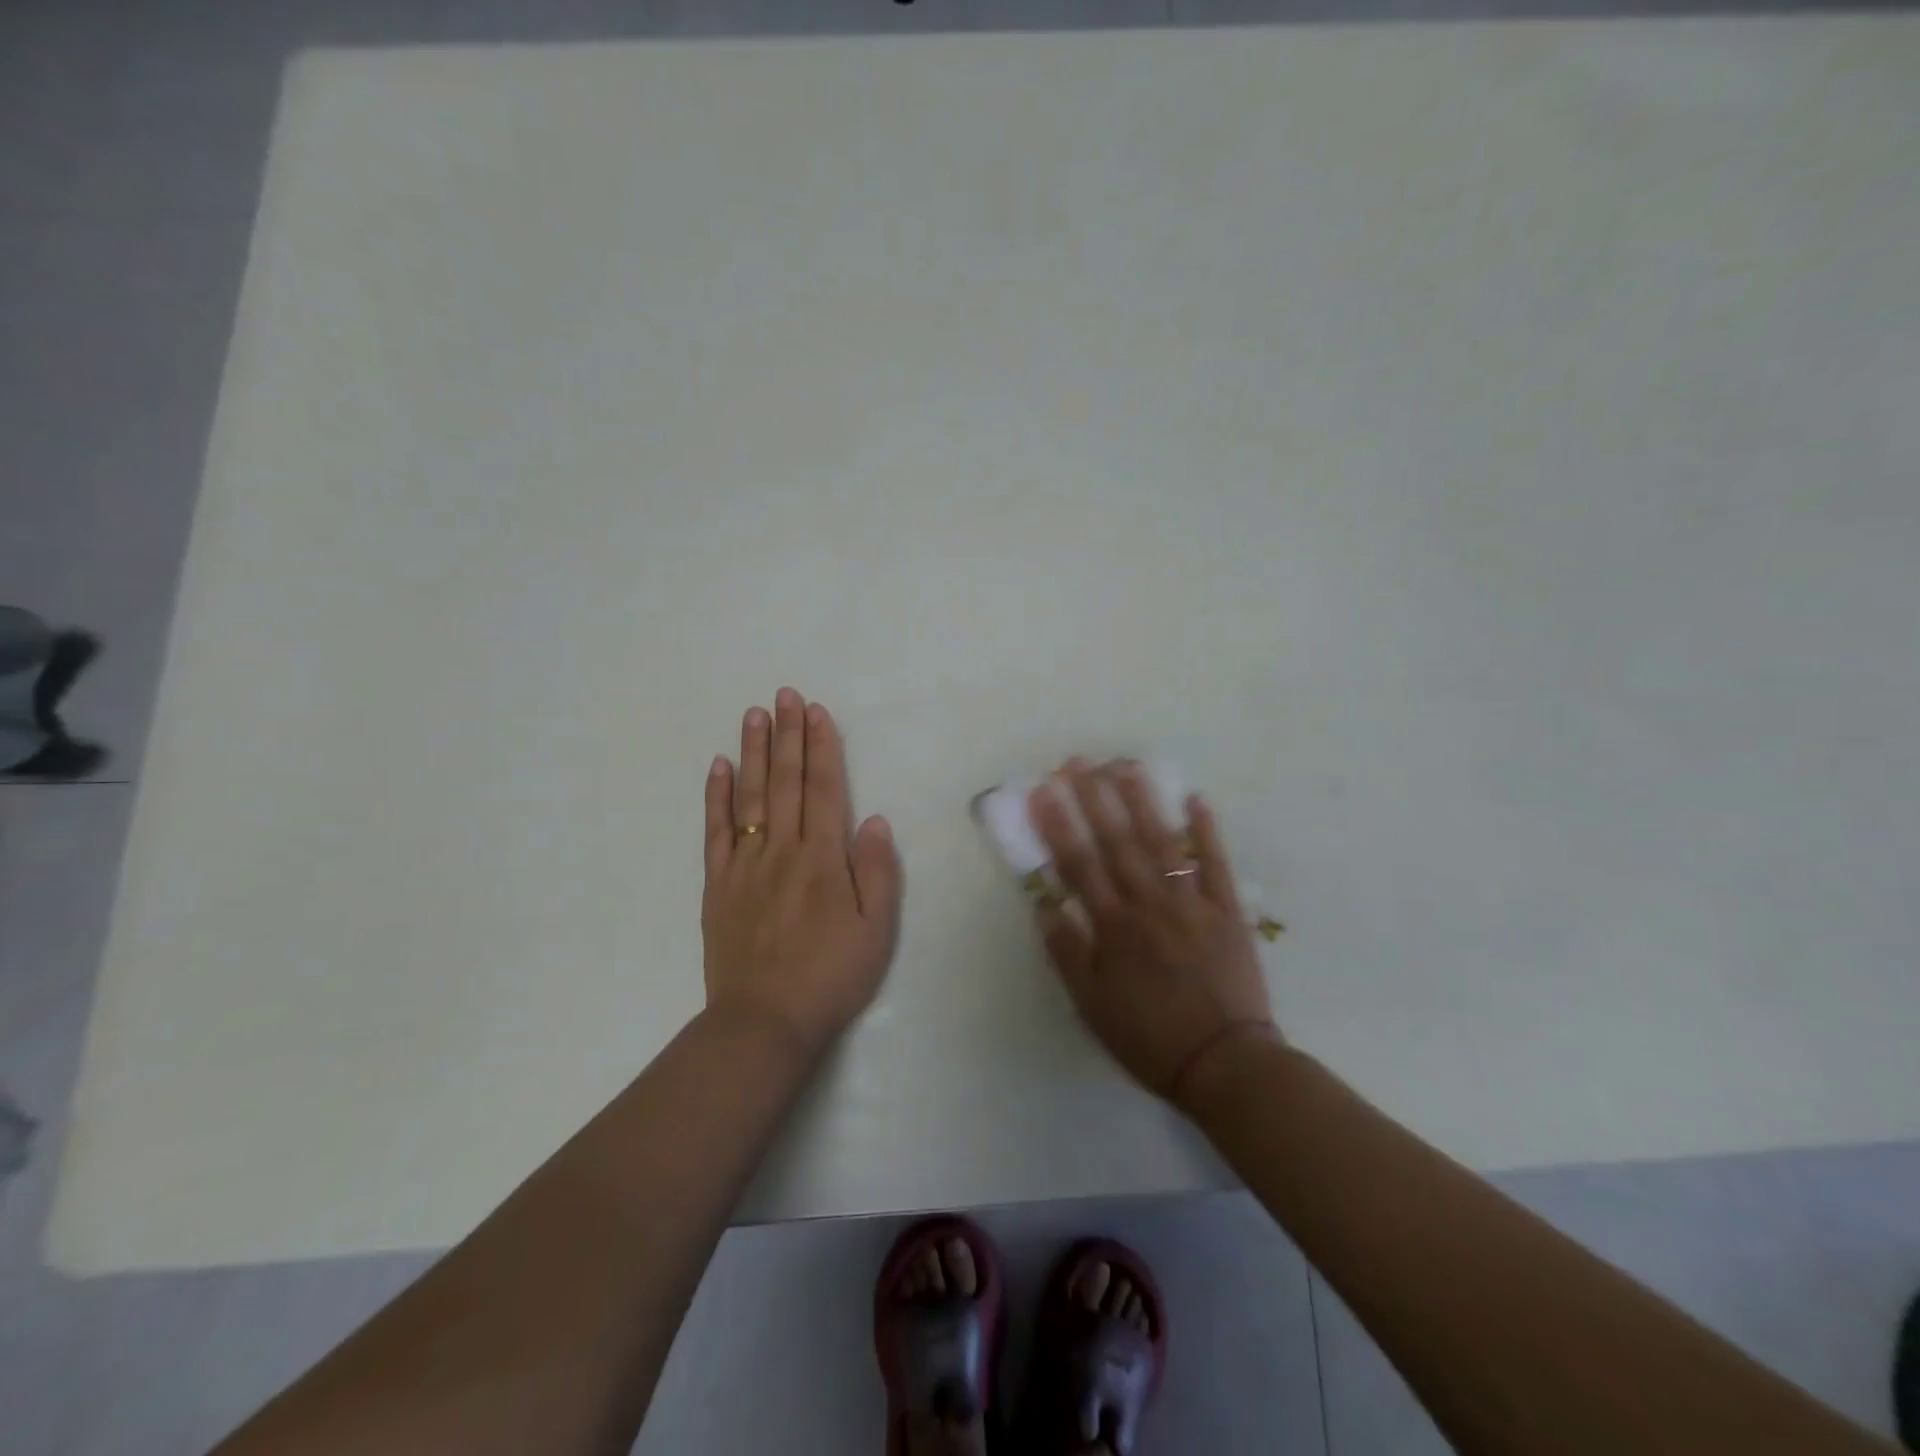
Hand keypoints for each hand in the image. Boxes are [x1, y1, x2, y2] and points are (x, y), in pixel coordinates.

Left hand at [702, 689, 903, 1058]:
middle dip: (787, 735)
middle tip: (785, 695)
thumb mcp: (876, 930)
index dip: (821, 747)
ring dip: (753, 752)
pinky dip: (715, 796)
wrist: (764, 1022)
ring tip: (754, 714)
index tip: (817, 712)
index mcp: (823, 859)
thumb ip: (877, 871)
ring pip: (748, 797)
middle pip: (784, 782)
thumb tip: (872, 819)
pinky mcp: (717, 886)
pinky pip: (714, 832)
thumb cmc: (830, 976)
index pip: (823, 789)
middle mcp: (782, 851)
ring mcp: (744, 866)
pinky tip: (718, 767)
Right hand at [1028, 758, 1278, 1105]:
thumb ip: (1066, 953)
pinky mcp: (1227, 911)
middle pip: (1117, 842)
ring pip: (1162, 843)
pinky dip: (1207, 832)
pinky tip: (1196, 799)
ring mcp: (1191, 904)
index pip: (1079, 865)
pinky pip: (1216, 864)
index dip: (1058, 825)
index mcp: (1113, 927)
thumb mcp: (1090, 1006)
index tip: (1043, 791)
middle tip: (1078, 761)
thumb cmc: (1148, 1037)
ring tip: (1126, 765)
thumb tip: (1044, 905)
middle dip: (1094, 798)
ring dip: (1143, 801)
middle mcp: (1149, 904)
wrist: (1223, 1064)